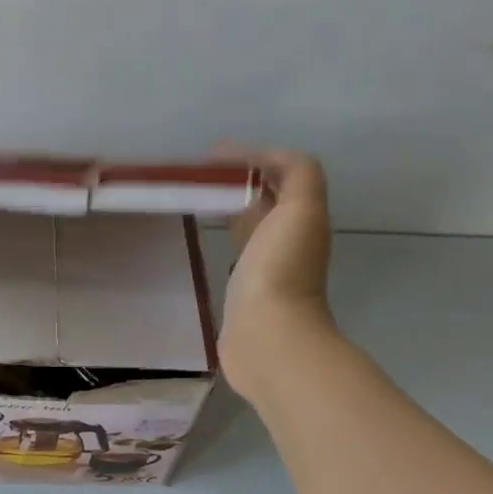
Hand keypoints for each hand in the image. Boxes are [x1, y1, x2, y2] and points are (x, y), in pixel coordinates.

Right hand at [217, 147, 337, 397]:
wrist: (268, 337)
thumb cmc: (280, 269)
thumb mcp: (301, 209)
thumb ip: (296, 173)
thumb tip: (263, 158)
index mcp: (301, 218)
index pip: (279, 176)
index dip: (250, 159)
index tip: (210, 156)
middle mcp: (286, 240)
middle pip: (263, 199)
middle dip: (235, 181)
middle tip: (194, 175)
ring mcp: (263, 267)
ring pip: (247, 224)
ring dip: (226, 207)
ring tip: (191, 197)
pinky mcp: (241, 290)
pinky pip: (232, 252)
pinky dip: (218, 236)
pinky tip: (196, 235)